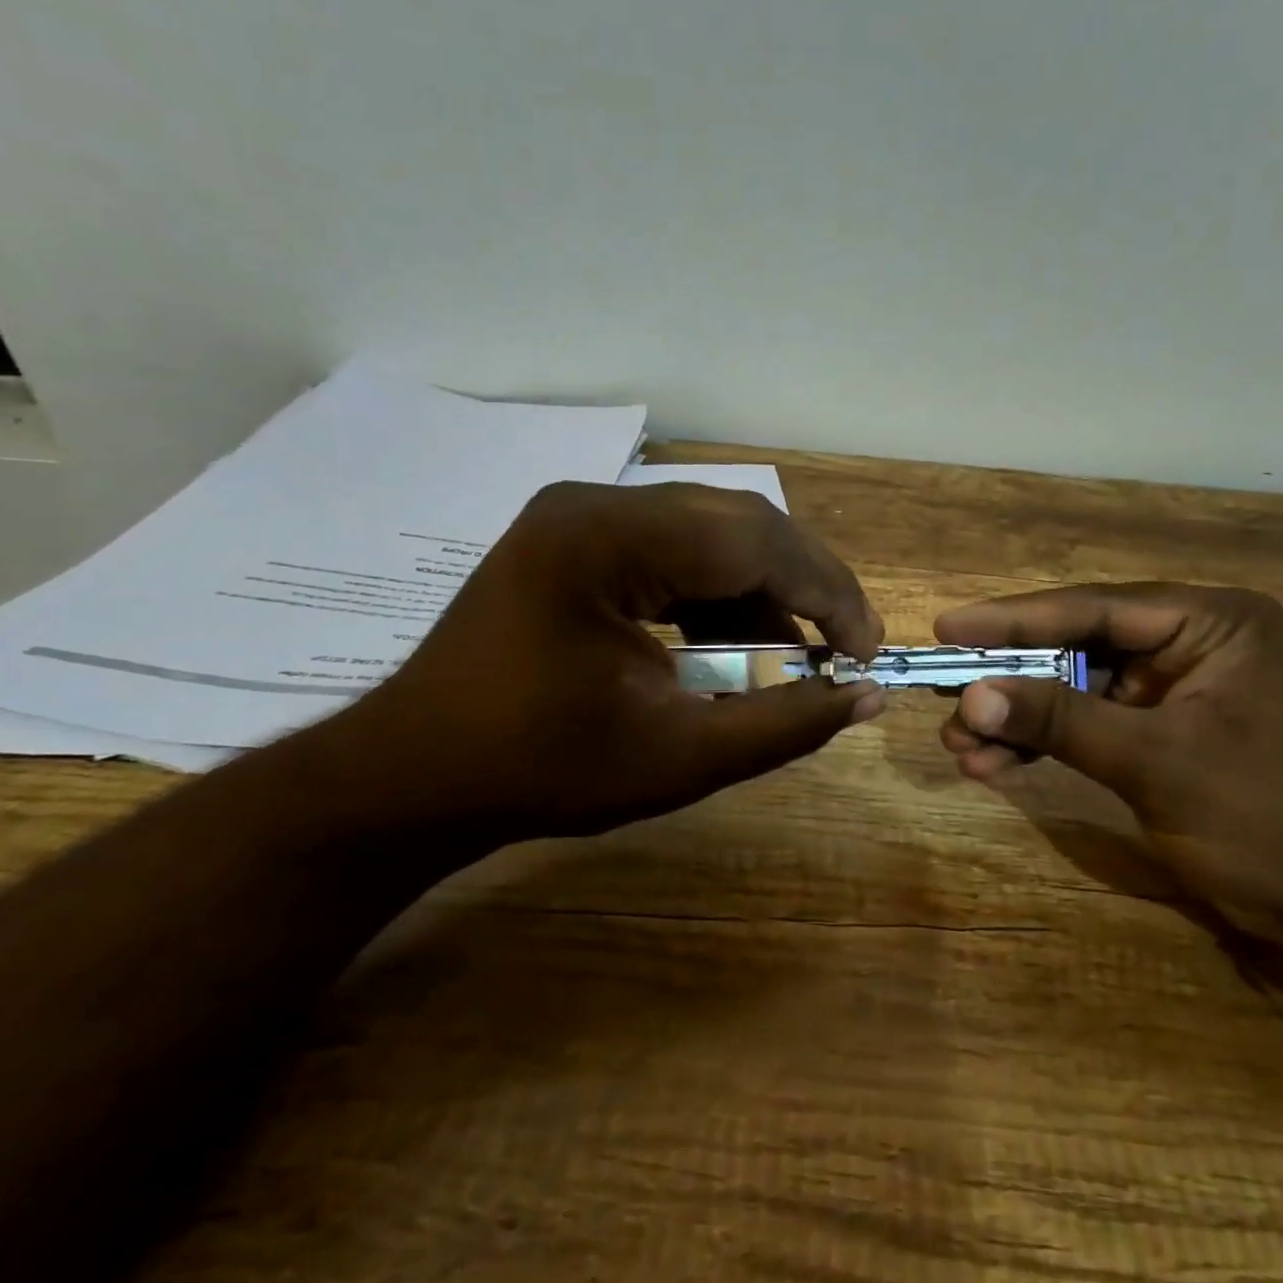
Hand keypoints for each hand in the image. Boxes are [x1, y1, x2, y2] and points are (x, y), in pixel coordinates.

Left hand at [320, 482, 886, 837]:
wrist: (413, 778)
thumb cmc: (539, 773)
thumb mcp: (679, 757)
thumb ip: (785, 723)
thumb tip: (869, 696)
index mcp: (609, 540)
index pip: (753, 542)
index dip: (826, 593)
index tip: (867, 650)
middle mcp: (598, 504)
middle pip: (738, 524)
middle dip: (804, 586)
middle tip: (846, 646)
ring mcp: (582, 515)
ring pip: (712, 534)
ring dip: (763, 591)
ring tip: (795, 655)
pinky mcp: (578, 538)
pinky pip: (676, 551)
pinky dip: (718, 596)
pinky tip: (734, 645)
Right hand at [934, 584, 1282, 960]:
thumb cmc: (1273, 818)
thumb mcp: (1159, 763)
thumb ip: (1062, 720)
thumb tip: (972, 694)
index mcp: (1210, 622)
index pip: (1093, 608)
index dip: (1013, 619)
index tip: (948, 626)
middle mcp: (1191, 643)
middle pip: (1076, 648)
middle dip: (1011, 679)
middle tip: (944, 695)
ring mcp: (1176, 690)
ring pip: (1076, 690)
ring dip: (1020, 718)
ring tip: (959, 744)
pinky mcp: (1164, 734)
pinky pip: (1090, 726)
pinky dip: (1046, 744)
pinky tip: (995, 764)